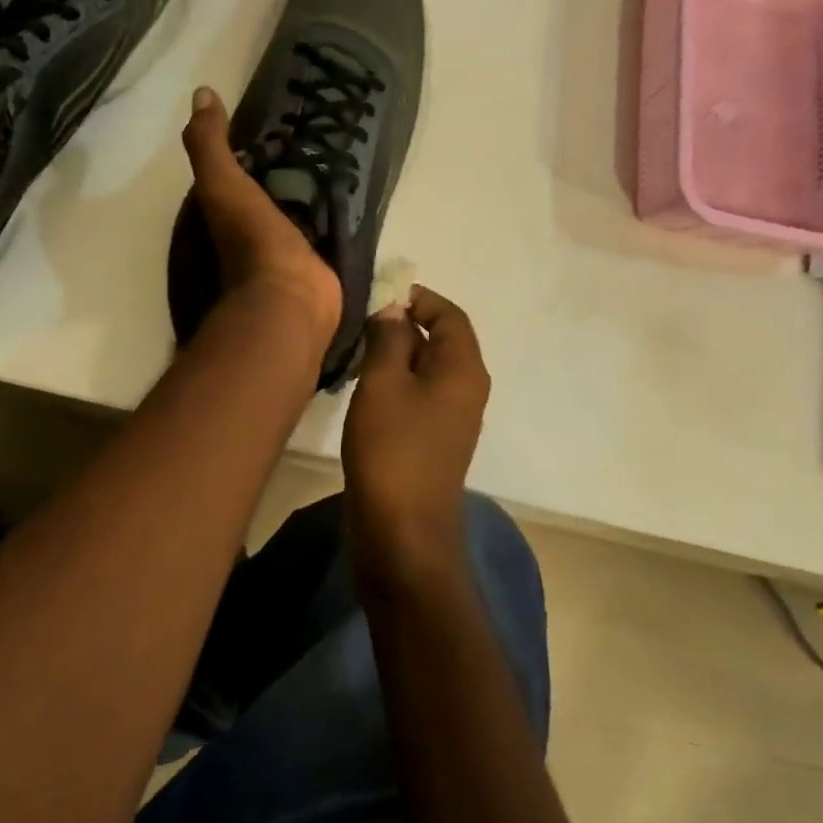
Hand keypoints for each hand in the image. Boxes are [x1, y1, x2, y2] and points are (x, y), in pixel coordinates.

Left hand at [182, 87, 340, 352]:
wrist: (288, 299)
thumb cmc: (250, 240)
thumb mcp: (221, 185)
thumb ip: (209, 144)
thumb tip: (202, 94)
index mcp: (227, 214)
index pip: (234, 174)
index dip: (249, 151)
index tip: (276, 123)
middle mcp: (252, 231)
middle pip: (269, 192)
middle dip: (287, 170)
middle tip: (317, 136)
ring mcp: (287, 250)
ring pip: (299, 211)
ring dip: (312, 193)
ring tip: (341, 158)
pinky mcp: (318, 263)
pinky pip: (326, 231)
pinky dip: (335, 216)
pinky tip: (354, 195)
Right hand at [342, 286, 490, 595]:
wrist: (402, 529)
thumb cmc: (392, 449)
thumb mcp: (383, 383)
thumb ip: (389, 338)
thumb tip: (394, 309)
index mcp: (463, 369)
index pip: (450, 315)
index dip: (419, 298)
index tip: (380, 292)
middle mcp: (466, 388)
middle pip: (441, 340)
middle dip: (404, 324)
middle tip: (360, 320)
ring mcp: (451, 417)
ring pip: (427, 368)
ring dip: (396, 353)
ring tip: (356, 349)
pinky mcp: (433, 439)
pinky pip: (419, 394)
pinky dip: (395, 380)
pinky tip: (363, 386)